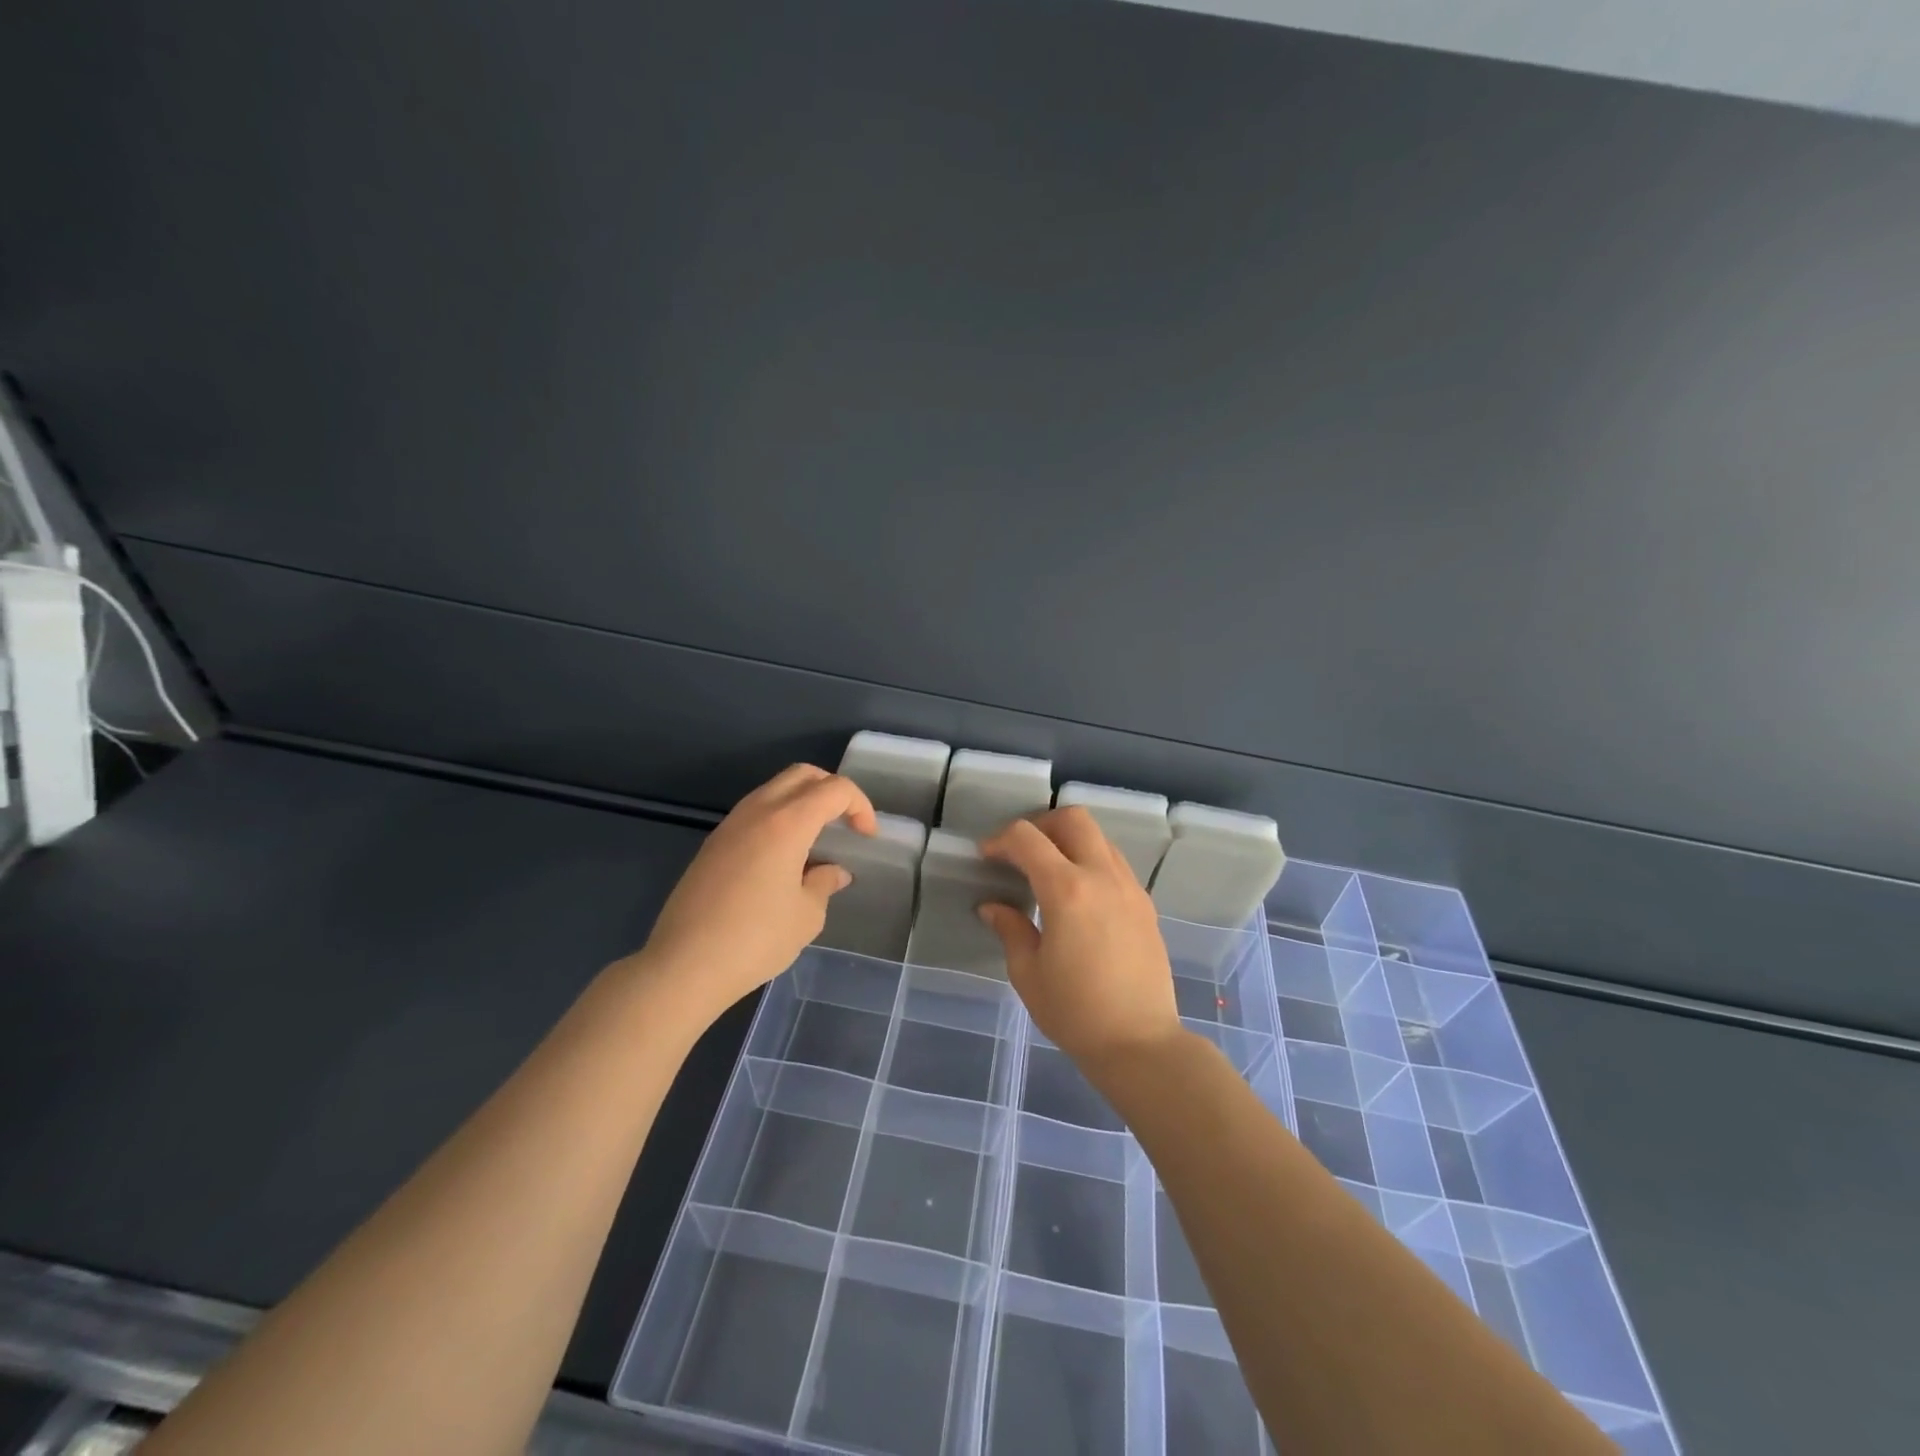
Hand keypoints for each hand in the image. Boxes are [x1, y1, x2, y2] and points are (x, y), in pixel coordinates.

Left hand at [635, 765, 876, 1027]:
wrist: (684, 965)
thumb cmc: (755, 939)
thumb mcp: (806, 915)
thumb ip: (823, 883)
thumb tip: (832, 872)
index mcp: (787, 822)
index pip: (834, 789)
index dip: (859, 806)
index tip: (866, 837)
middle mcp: (757, 811)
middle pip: (801, 775)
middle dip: (831, 790)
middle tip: (845, 823)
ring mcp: (730, 826)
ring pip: (774, 790)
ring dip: (802, 803)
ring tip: (816, 841)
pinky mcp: (712, 845)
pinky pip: (754, 813)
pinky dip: (778, 820)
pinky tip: (783, 859)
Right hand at [977, 807, 1184, 1074]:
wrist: (1140, 1043)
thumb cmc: (1075, 1012)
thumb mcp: (1028, 973)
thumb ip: (1010, 928)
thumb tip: (992, 906)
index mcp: (1067, 890)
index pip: (1027, 839)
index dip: (1001, 840)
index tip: (987, 857)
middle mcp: (1102, 876)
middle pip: (1072, 819)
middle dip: (1040, 825)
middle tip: (1021, 853)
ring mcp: (1129, 887)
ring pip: (1099, 837)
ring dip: (1069, 841)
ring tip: (1049, 872)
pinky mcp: (1145, 904)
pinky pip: (1115, 863)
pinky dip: (1091, 862)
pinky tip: (1079, 896)